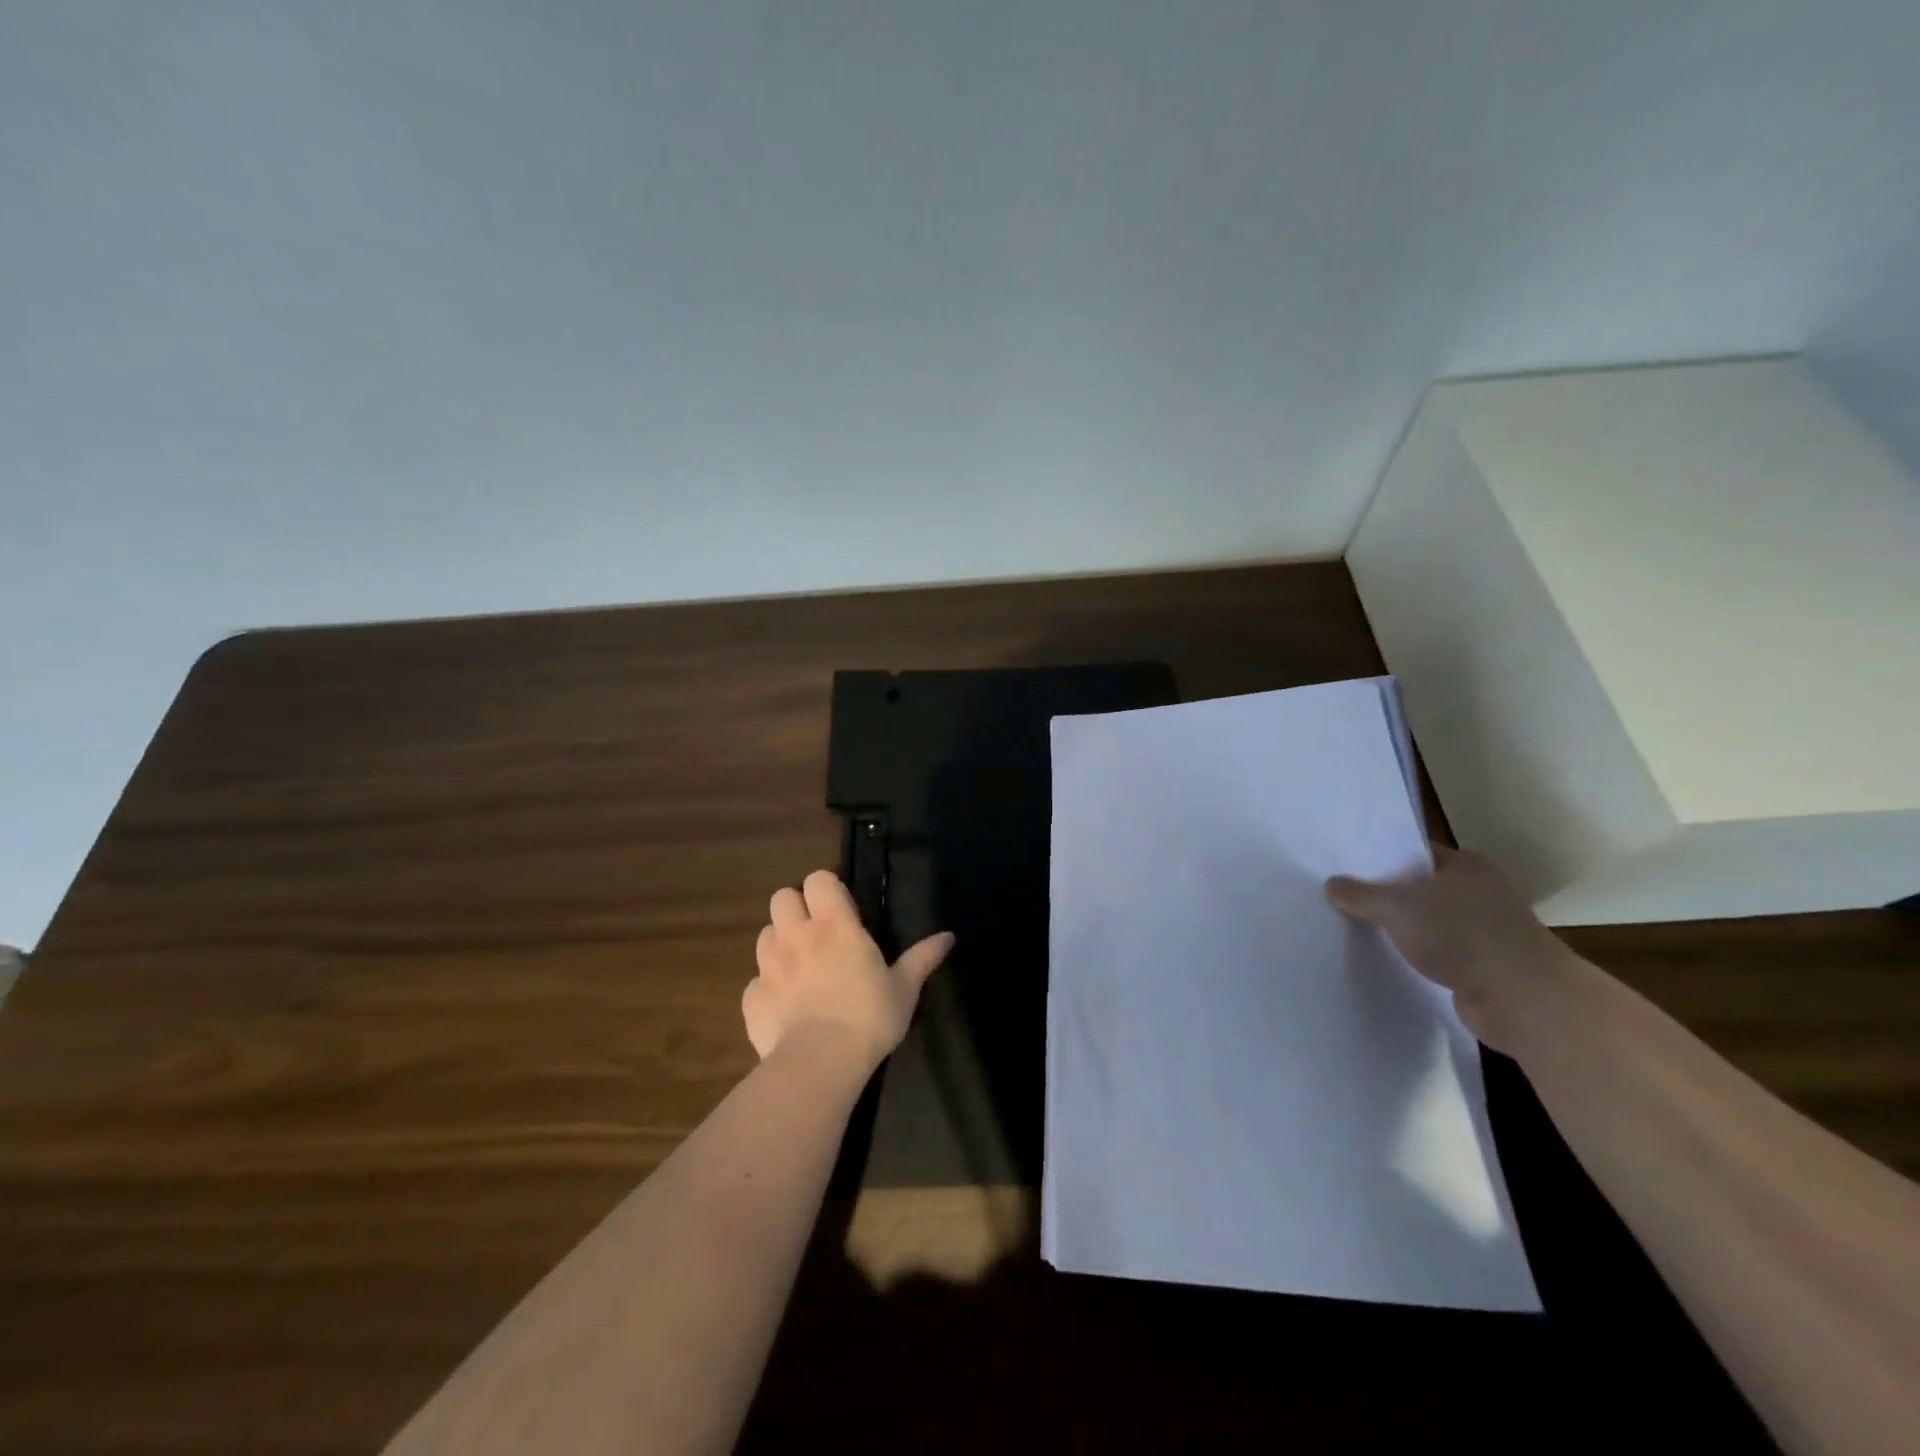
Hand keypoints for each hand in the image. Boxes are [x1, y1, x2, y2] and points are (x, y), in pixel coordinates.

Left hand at [743, 870, 954, 1071]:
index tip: (841, 908)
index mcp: (834, 925)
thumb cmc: (869, 1017)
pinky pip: (755, 981)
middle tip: (816, 932)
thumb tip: (949, 936)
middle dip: (796, 908)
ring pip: (764, 935)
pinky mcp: (752, 998)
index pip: (818, 879)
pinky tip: (785, 1006)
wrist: (819, 1064)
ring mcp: (769, 966)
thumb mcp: (905, 988)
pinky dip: (768, 987)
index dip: (827, 887)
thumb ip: (923, 957)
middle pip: (782, 897)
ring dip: (779, 943)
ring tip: (799, 966)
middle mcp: (796, 936)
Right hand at [1326, 845, 1581, 1053]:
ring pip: (1432, 922)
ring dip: (1406, 928)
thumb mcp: (1396, 906)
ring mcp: (1488, 929)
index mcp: (1467, 865)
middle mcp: (1481, 891)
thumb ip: (1361, 894)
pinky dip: (1422, 955)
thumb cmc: (1460, 934)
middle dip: (1389, 895)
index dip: (1381, 859)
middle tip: (1345, 898)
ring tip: (1361, 930)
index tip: (1347, 868)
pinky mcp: (1487, 965)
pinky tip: (1393, 959)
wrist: (1522, 998)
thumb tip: (1332, 884)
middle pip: (1422, 887)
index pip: (1415, 853)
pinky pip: (1442, 952)